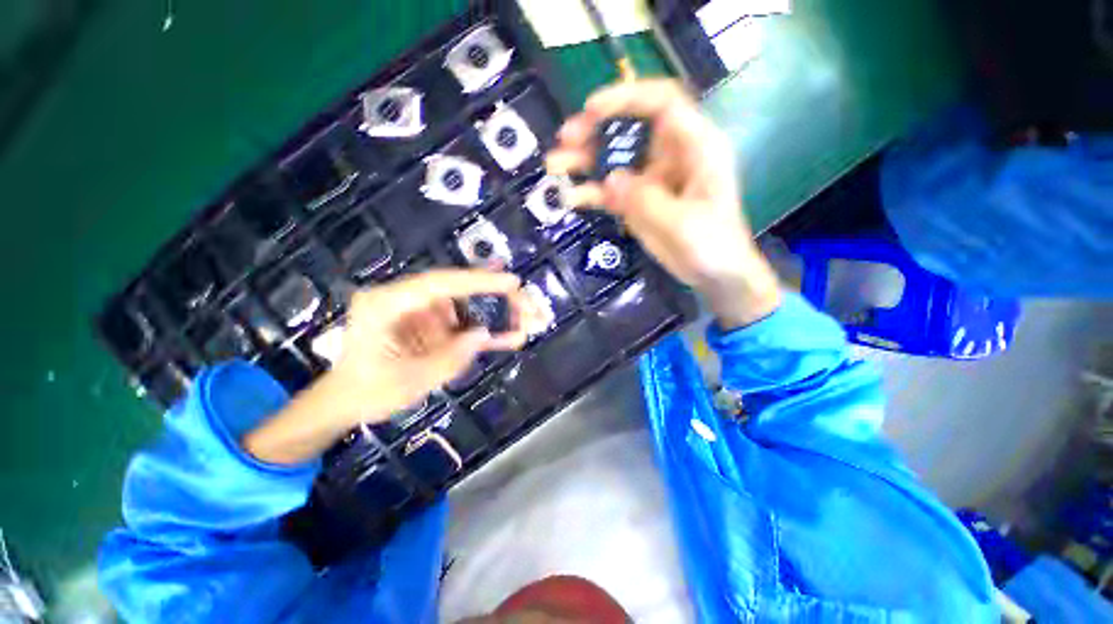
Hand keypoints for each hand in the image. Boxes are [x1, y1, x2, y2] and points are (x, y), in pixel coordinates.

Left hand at [329, 269, 533, 422]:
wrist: (346, 401)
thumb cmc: (366, 393)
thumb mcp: (407, 382)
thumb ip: (448, 358)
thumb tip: (483, 335)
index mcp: (386, 304)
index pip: (439, 283)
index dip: (478, 281)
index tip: (512, 282)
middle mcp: (406, 299)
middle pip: (460, 290)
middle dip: (498, 298)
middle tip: (530, 308)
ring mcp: (421, 311)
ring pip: (468, 305)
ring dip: (499, 314)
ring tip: (528, 323)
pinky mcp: (431, 324)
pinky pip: (464, 323)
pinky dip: (487, 329)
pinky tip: (510, 332)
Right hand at [546, 79, 780, 328]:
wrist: (714, 275)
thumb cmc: (713, 244)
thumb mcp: (684, 223)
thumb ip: (647, 200)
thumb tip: (609, 180)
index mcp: (694, 147)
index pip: (662, 104)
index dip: (627, 98)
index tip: (592, 109)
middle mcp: (668, 156)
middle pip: (630, 128)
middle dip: (596, 129)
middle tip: (565, 138)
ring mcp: (650, 180)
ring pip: (614, 159)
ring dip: (584, 160)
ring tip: (555, 164)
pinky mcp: (637, 202)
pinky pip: (610, 192)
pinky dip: (590, 193)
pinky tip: (569, 199)